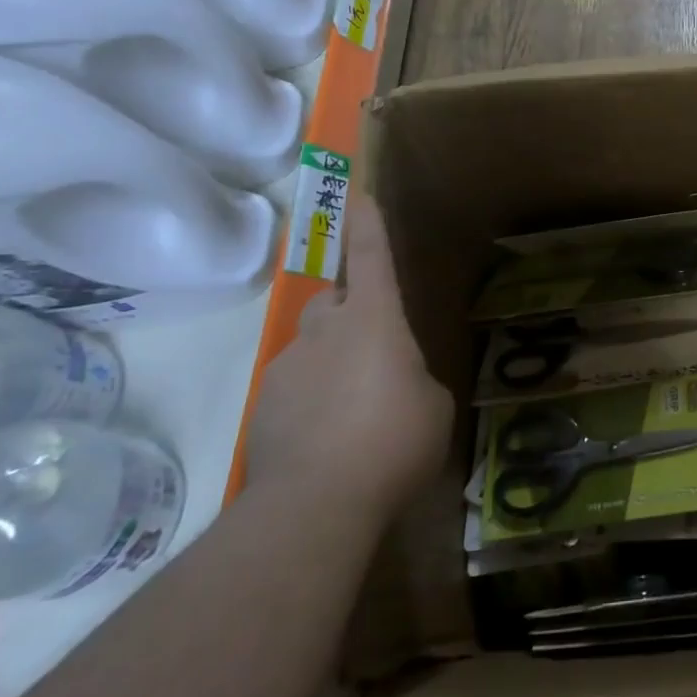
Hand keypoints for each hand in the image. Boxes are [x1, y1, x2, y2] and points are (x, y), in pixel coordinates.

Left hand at [249, 190, 452, 515]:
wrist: (317, 501)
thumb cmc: (394, 438)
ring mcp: (287, 368)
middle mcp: (325, 331)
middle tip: (372, 351)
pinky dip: (310, 404)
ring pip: (312, 350)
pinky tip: (326, 443)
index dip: (368, 225)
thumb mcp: (433, 405)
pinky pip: (293, 391)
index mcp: (373, 320)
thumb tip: (399, 384)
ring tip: (352, 415)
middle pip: (333, 302)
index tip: (359, 196)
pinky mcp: (263, 408)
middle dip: (350, 313)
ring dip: (331, 367)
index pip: (370, 257)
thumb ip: (415, 380)